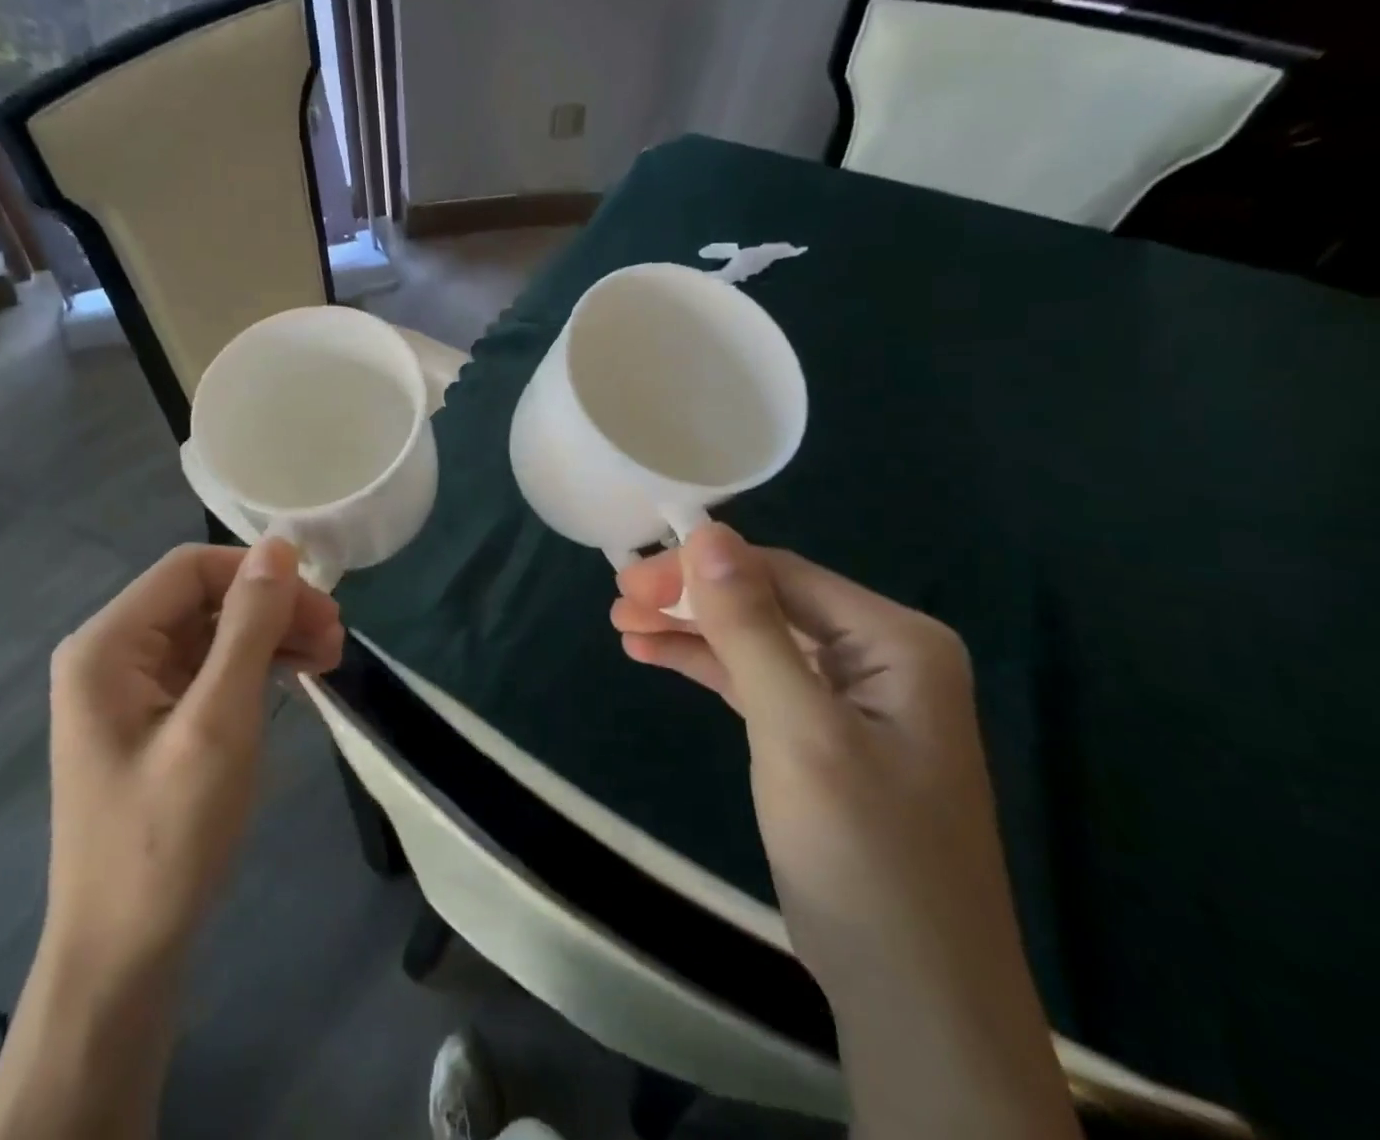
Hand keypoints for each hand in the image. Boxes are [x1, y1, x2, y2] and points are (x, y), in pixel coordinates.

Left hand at [42, 538, 343, 973]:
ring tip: (328, 658)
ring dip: (270, 637)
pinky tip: (296, 679)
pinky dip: (254, 668)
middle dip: (272, 609)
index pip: (191, 569)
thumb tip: (279, 544)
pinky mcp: (150, 720)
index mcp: (107, 645)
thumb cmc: (166, 838)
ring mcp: (128, 690)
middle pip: (203, 599)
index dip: (258, 573)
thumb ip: (249, 626)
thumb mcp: (219, 723)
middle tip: (336, 637)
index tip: (320, 605)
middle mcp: (110, 654)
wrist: (123, 959)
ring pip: (211, 633)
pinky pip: (208, 670)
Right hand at [613, 525, 1078, 1139]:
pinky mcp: (824, 734)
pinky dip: (706, 665)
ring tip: (622, 625)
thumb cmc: (862, 855)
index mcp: (896, 641)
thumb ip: (750, 627)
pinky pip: (757, 679)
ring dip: (689, 629)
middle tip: (618, 603)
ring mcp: (854, 697)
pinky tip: (653, 654)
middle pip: (766, 601)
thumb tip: (708, 532)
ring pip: (755, 638)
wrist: (915, 1000)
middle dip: (690, 599)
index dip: (700, 568)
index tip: (628, 579)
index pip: (781, 574)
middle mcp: (881, 655)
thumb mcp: (798, 730)